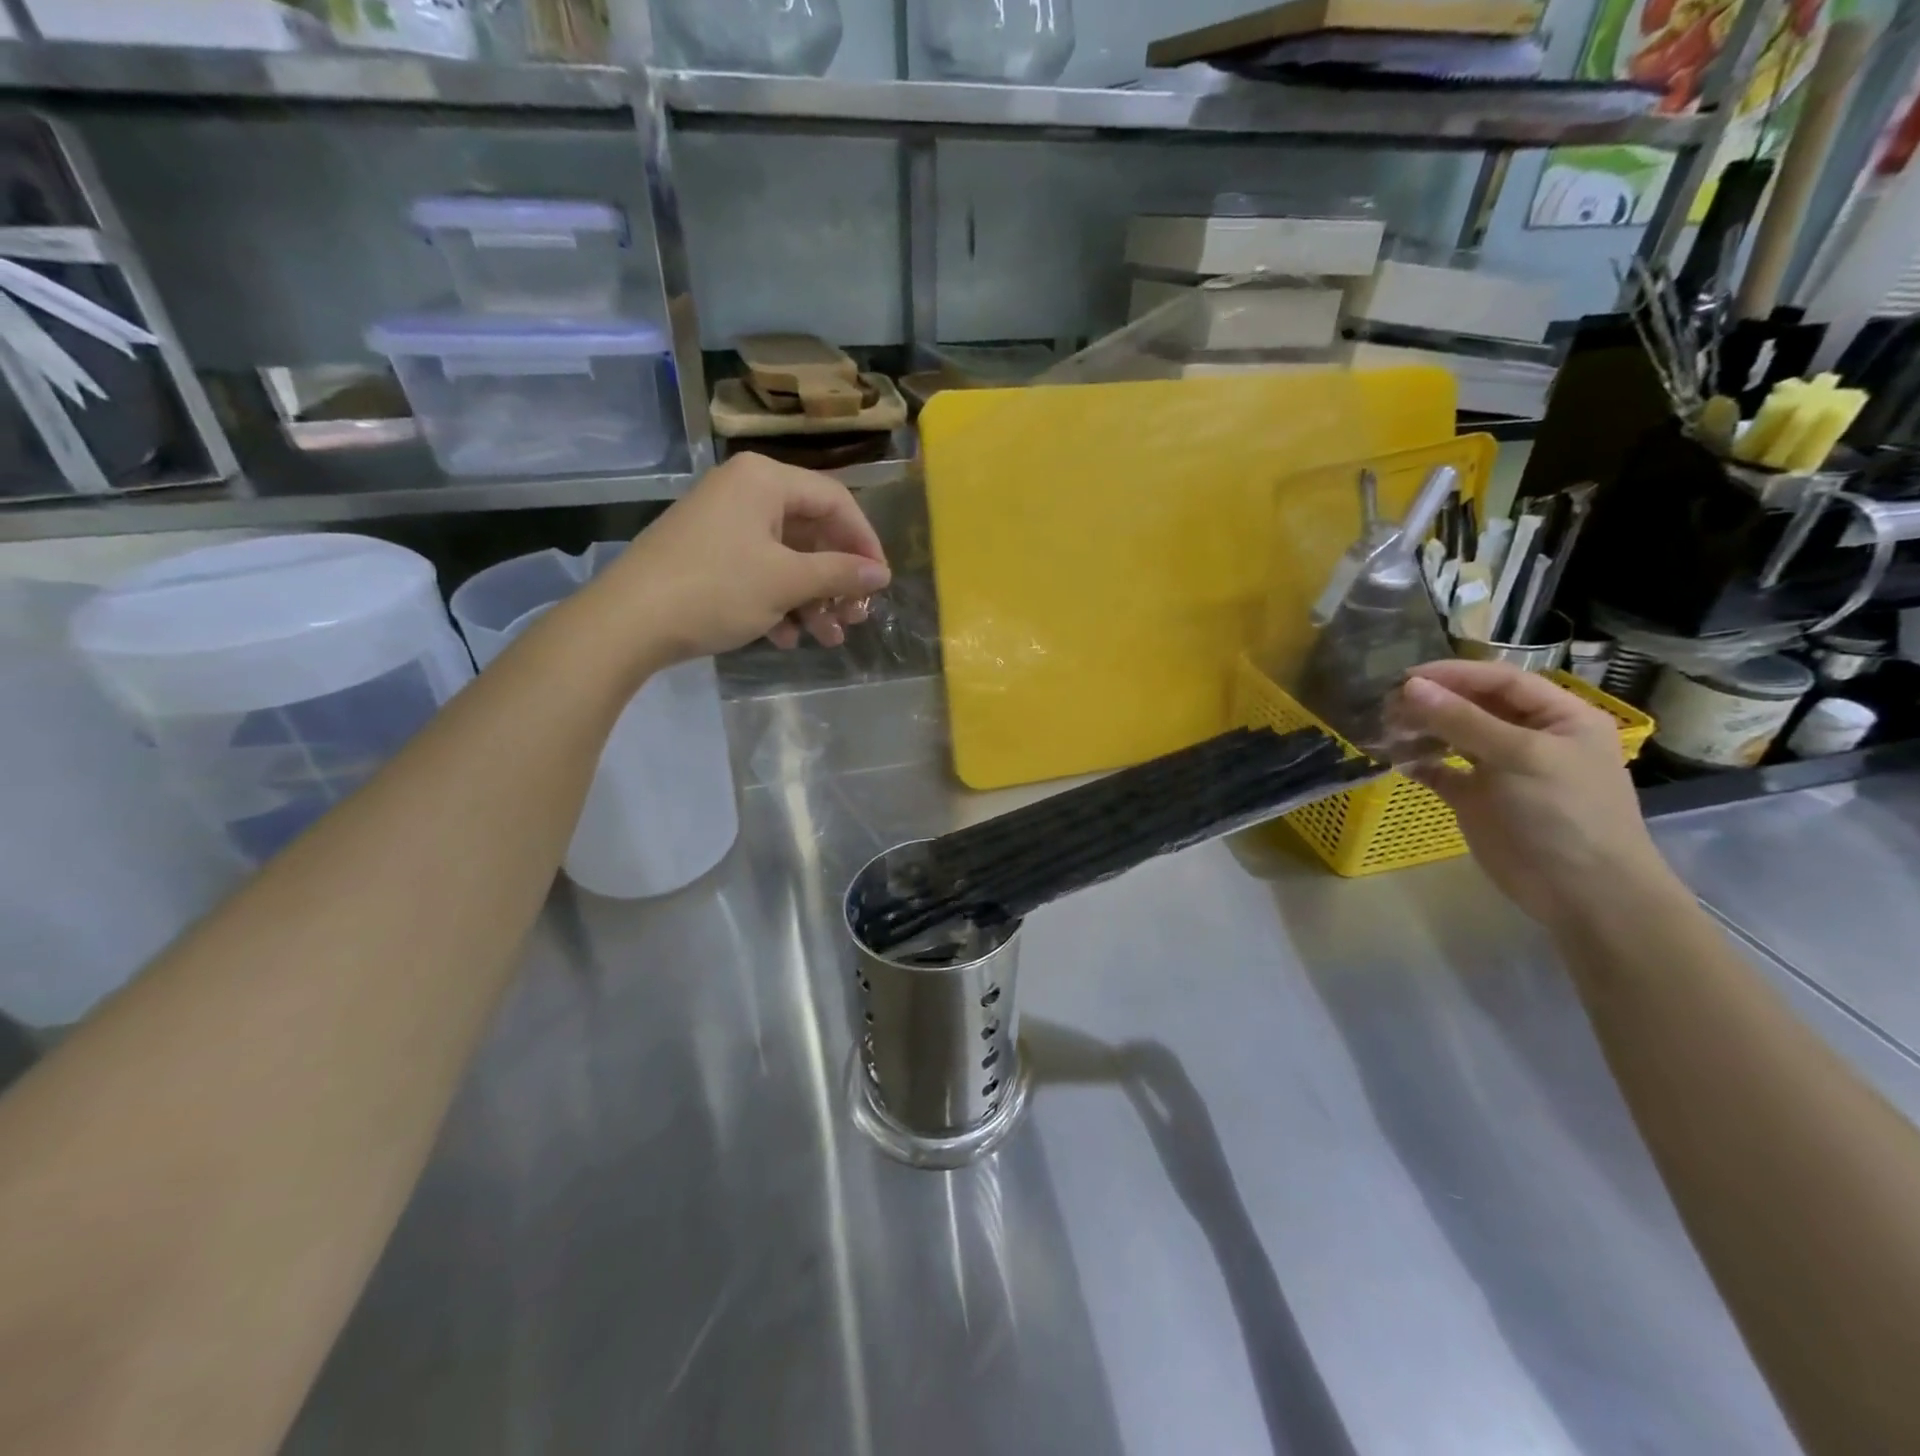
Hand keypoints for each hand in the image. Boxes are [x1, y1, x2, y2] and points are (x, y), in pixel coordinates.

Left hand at [601, 454, 890, 666]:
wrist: (629, 621)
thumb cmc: (717, 589)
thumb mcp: (787, 581)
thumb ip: (840, 573)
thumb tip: (881, 573)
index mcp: (765, 480)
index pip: (836, 501)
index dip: (865, 542)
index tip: (880, 583)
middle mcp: (745, 492)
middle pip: (812, 532)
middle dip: (837, 580)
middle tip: (855, 617)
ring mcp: (723, 525)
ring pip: (786, 558)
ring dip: (812, 600)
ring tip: (828, 639)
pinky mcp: (708, 555)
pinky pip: (758, 572)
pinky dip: (779, 603)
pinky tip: (787, 639)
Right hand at [1390, 660, 1677, 928]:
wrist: (1583, 893)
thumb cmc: (1565, 813)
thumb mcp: (1519, 756)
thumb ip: (1462, 720)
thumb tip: (1408, 687)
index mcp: (1558, 717)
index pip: (1500, 681)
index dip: (1453, 675)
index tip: (1403, 679)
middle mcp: (1529, 737)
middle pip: (1473, 706)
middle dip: (1431, 703)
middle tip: (1385, 707)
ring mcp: (1501, 769)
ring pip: (1453, 737)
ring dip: (1420, 731)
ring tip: (1385, 731)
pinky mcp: (1477, 799)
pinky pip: (1442, 771)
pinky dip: (1419, 764)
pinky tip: (1396, 761)